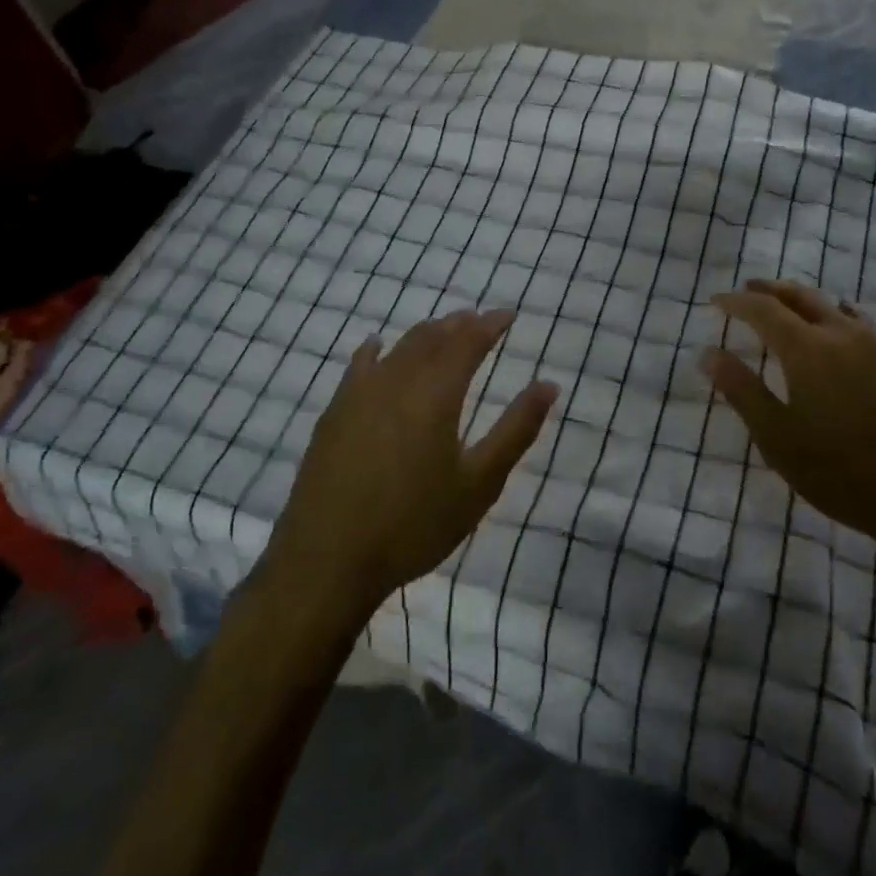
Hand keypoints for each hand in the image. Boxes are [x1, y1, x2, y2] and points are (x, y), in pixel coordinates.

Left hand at [264, 309, 558, 619]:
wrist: (328, 561)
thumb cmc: (414, 524)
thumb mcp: (479, 484)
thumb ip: (516, 430)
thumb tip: (548, 385)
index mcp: (436, 395)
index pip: (467, 343)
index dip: (489, 325)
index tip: (507, 314)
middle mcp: (397, 383)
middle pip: (431, 338)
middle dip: (458, 324)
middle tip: (478, 318)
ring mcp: (359, 396)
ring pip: (397, 348)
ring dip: (424, 334)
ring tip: (442, 329)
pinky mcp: (333, 415)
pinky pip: (357, 367)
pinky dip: (374, 351)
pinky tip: (377, 346)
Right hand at [700, 279, 875, 549]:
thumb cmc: (842, 473)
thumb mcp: (778, 438)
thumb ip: (742, 391)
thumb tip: (708, 353)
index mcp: (809, 349)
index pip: (764, 309)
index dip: (737, 302)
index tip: (716, 301)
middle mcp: (844, 335)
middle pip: (801, 297)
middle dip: (770, 290)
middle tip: (748, 290)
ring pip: (834, 306)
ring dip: (803, 299)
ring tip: (787, 306)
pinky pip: (861, 323)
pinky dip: (836, 315)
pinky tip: (838, 332)